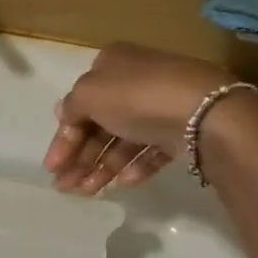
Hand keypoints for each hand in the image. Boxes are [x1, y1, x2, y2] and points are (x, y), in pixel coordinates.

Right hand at [44, 43, 253, 194]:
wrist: (205, 112)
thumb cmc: (136, 96)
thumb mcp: (88, 94)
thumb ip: (71, 107)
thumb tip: (63, 113)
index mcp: (111, 64)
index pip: (79, 103)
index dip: (63, 137)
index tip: (52, 167)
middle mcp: (135, 81)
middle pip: (99, 124)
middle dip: (80, 157)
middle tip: (65, 187)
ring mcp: (160, 106)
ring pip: (122, 140)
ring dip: (101, 167)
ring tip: (88, 194)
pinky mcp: (181, 131)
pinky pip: (150, 150)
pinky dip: (134, 166)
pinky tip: (122, 185)